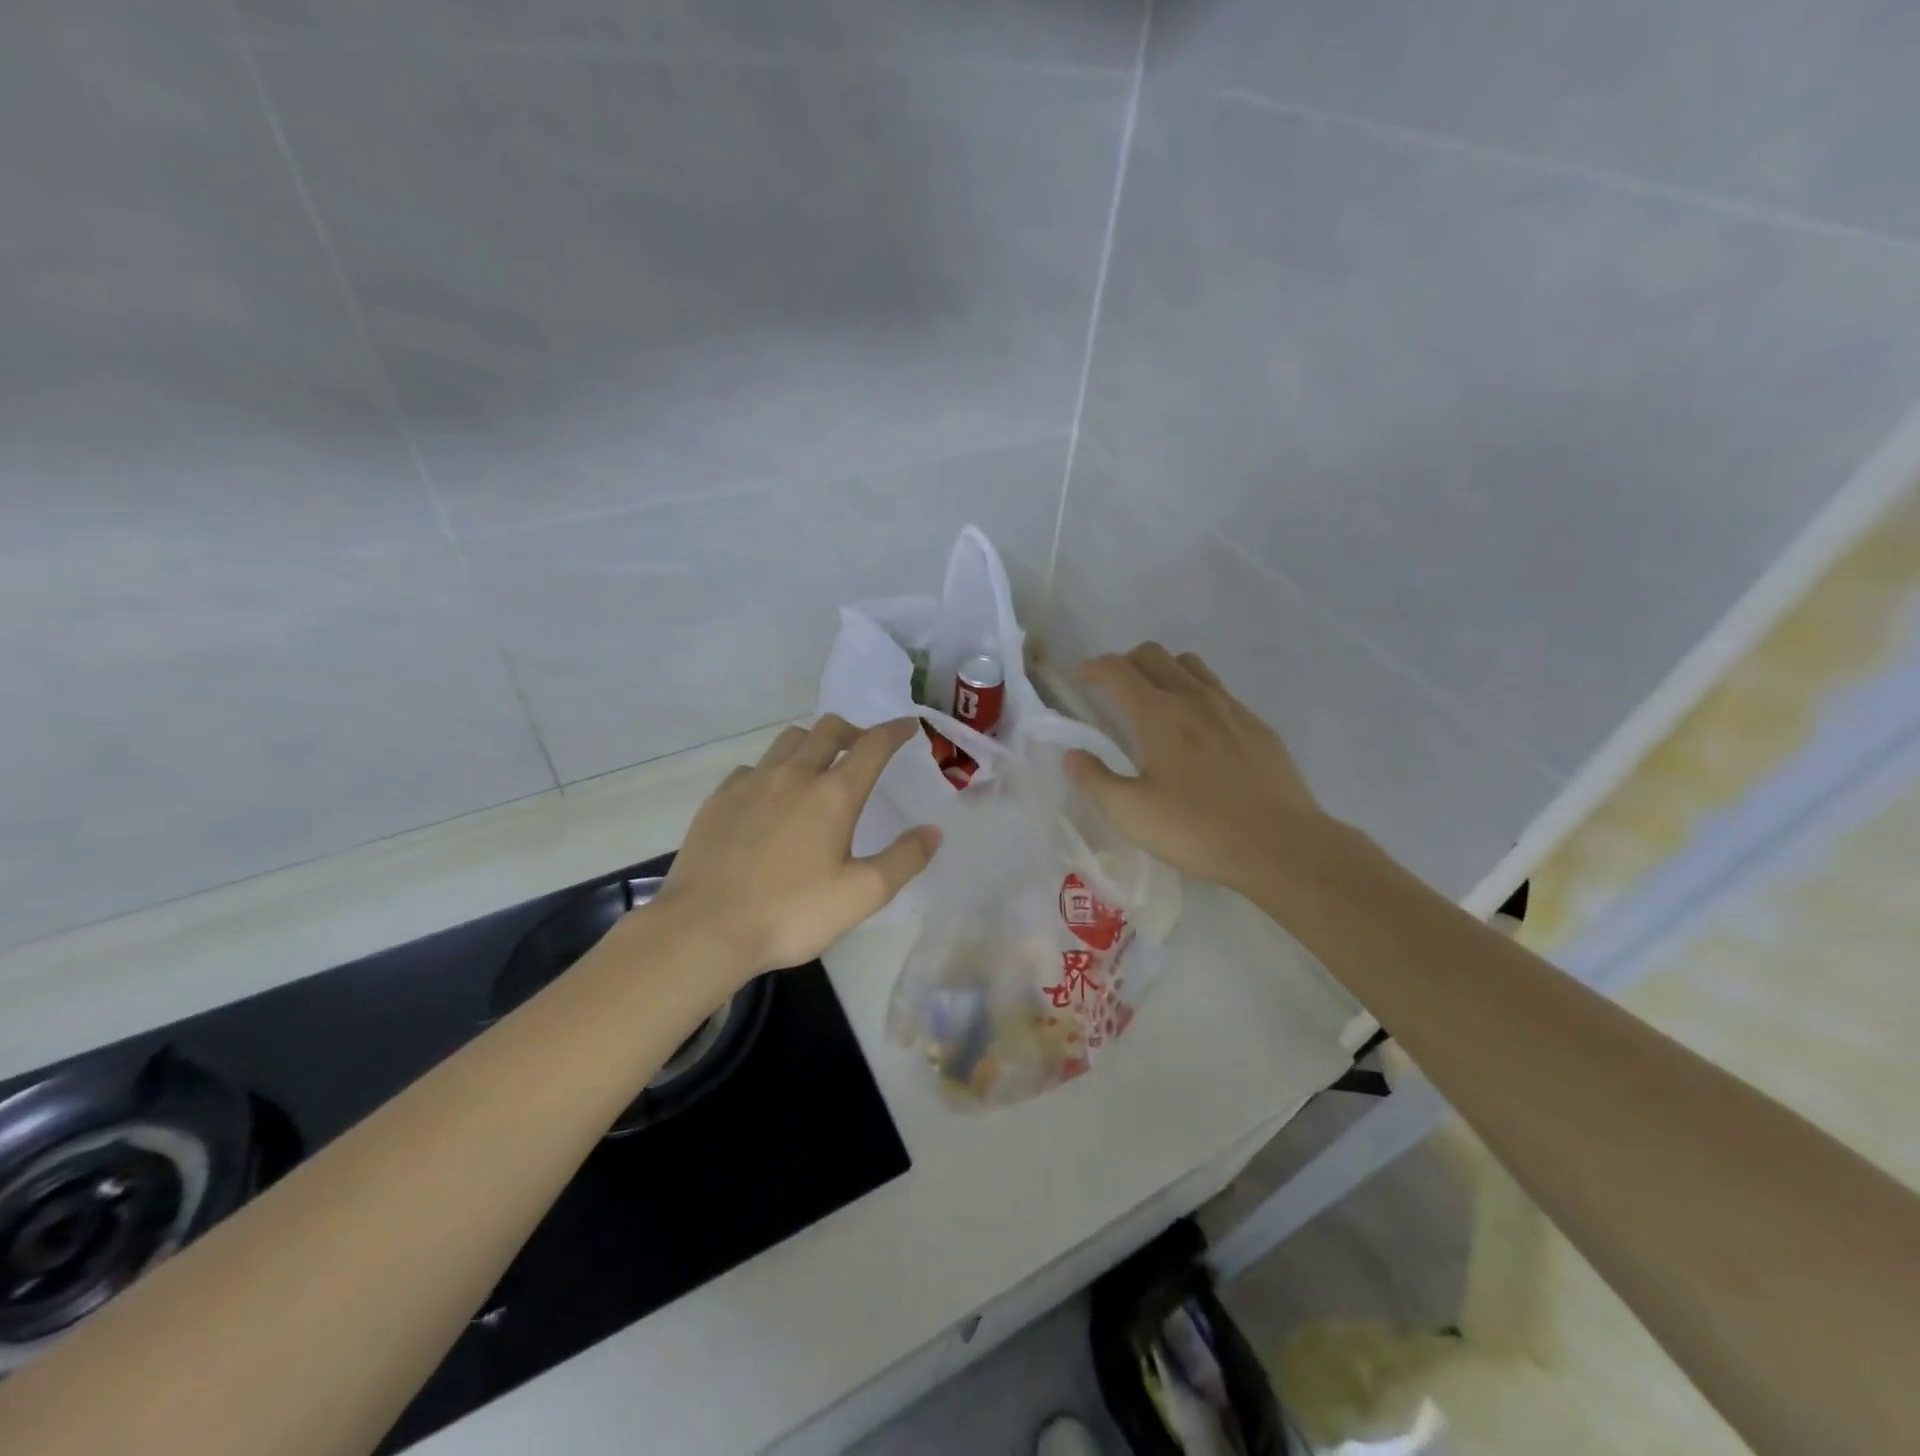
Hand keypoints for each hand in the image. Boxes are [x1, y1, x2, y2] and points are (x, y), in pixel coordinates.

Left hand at [653, 716, 941, 977]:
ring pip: (788, 740)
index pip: (873, 746)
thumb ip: (904, 859)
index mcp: (833, 795)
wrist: (704, 929)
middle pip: (828, 729)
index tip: (908, 726)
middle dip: (854, 731)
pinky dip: (773, 769)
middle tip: (864, 748)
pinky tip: (770, 795)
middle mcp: (794, 775)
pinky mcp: (719, 799)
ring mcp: (751, 783)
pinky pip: (753, 766)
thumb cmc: (791, 913)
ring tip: (819, 765)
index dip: (895, 731)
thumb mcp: (862, 895)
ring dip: (812, 742)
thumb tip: (934, 831)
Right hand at [1067, 643, 1329, 896]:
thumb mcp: (1131, 813)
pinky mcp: (1257, 726)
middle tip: (1111, 688)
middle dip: (1125, 662)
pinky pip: (1218, 690)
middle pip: (1153, 655)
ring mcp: (1231, 708)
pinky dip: (1195, 692)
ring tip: (1153, 699)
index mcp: (1159, 714)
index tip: (1079, 677)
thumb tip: (1074, 755)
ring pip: (1190, 665)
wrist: (1280, 846)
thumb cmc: (1197, 829)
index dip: (1093, 667)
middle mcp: (1194, 698)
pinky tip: (1197, 729)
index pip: (1117, 671)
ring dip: (1163, 670)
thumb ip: (1095, 780)